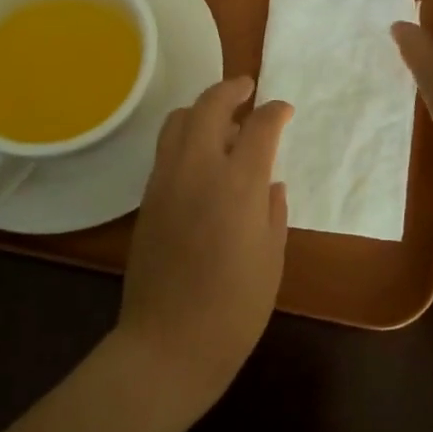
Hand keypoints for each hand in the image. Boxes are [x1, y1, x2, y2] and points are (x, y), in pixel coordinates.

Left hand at [113, 77, 291, 417]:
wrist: (169, 343)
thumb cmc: (235, 308)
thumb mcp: (271, 258)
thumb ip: (273, 211)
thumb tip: (270, 183)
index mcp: (239, 184)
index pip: (260, 127)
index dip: (276, 112)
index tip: (285, 110)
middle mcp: (199, 169)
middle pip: (210, 106)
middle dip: (231, 89)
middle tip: (248, 88)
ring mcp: (166, 181)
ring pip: (178, 121)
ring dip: (202, 109)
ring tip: (222, 120)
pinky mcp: (147, 199)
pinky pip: (166, 150)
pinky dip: (185, 137)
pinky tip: (201, 157)